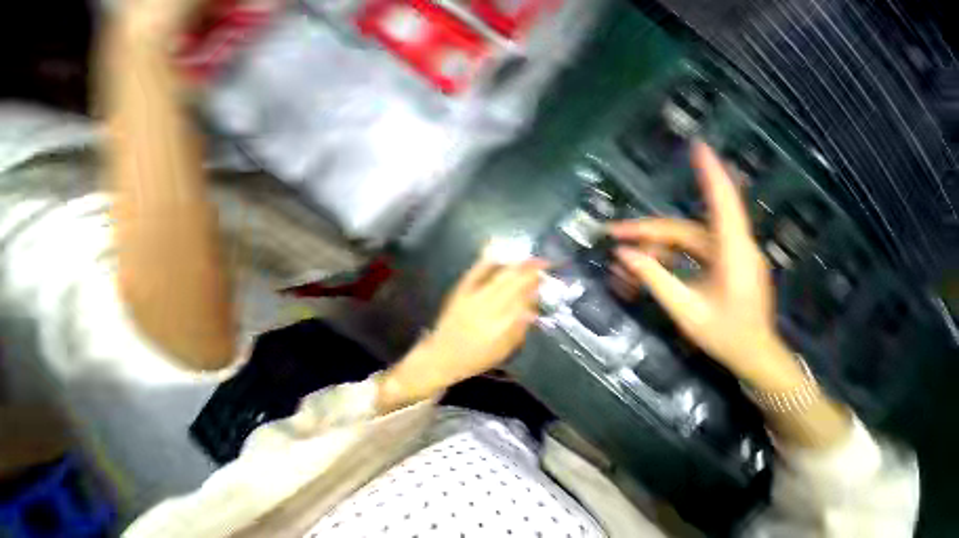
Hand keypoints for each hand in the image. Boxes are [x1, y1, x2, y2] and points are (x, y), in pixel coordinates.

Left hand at [377, 254, 546, 412]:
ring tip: (528, 259)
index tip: (544, 277)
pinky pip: (476, 271)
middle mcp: (487, 307)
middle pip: (512, 283)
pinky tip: (500, 255)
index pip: (522, 298)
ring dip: (516, 265)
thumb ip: (520, 328)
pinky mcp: (460, 290)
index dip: (535, 285)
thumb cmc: (476, 357)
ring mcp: (472, 296)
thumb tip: (533, 307)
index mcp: (499, 325)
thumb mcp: (503, 350)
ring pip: (499, 275)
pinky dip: (489, 261)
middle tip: (543, 263)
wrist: (441, 355)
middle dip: (529, 270)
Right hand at [610, 142, 797, 387]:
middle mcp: (730, 248)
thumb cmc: (726, 335)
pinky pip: (683, 253)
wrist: (753, 357)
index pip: (723, 204)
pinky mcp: (718, 265)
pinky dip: (660, 259)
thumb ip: (653, 277)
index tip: (698, 148)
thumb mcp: (683, 307)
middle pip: (681, 228)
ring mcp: (724, 256)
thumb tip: (623, 254)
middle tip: (612, 235)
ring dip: (649, 249)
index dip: (710, 175)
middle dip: (644, 231)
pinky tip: (642, 269)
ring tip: (622, 264)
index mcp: (733, 253)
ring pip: (678, 241)